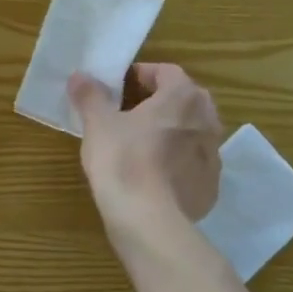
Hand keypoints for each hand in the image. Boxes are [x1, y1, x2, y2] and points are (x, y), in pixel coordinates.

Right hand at [67, 64, 223, 230]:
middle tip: (133, 110)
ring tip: (144, 141)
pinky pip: (195, 161)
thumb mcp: (98, 124)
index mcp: (182, 98)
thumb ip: (90, 96)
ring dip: (174, 129)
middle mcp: (206, 120)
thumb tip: (79, 75)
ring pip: (194, 131)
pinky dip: (179, 159)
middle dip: (163, 99)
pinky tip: (155, 173)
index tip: (120, 85)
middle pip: (187, 99)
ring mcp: (213, 155)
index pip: (168, 72)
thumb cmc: (122, 160)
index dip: (143, 73)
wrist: (148, 219)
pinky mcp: (211, 185)